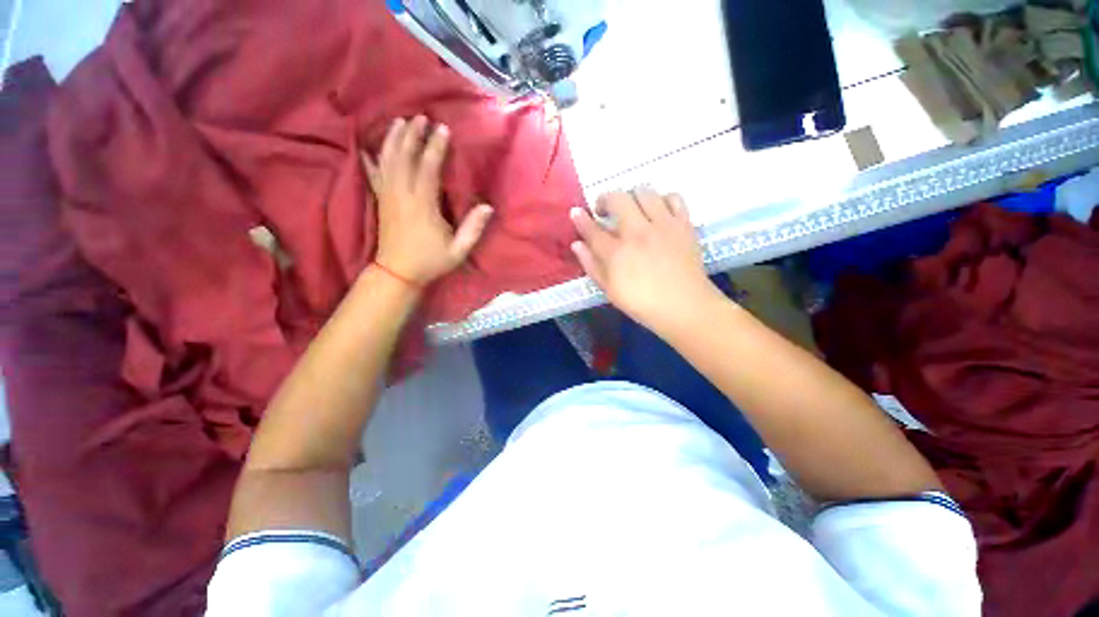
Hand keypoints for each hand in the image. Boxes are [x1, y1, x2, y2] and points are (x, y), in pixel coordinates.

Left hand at [363, 116, 493, 285]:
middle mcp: (402, 196)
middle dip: (412, 135)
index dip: (435, 148)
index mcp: (423, 206)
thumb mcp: (458, 250)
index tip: (442, 129)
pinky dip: (371, 158)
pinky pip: (373, 174)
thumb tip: (487, 207)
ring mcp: (388, 197)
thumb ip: (473, 229)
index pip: (428, 169)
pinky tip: (368, 146)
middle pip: (404, 158)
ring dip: (393, 140)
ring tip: (398, 122)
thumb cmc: (431, 261)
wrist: (397, 273)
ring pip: (387, 161)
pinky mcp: (380, 201)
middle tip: (420, 117)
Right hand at [570, 189, 719, 331]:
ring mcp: (663, 225)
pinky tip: (658, 211)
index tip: (576, 212)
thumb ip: (591, 265)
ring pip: (644, 192)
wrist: (685, 307)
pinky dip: (662, 199)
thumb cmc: (643, 303)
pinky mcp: (683, 224)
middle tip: (604, 211)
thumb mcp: (610, 290)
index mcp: (617, 253)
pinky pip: (673, 197)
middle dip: (605, 199)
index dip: (581, 219)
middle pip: (618, 199)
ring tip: (631, 209)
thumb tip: (577, 244)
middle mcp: (638, 232)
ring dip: (632, 197)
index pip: (593, 229)